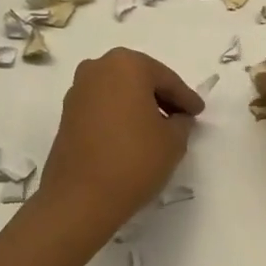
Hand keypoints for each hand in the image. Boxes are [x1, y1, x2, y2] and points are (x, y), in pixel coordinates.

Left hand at [38, 48, 202, 239]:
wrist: (78, 200)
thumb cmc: (133, 160)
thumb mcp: (174, 140)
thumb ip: (182, 121)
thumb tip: (177, 119)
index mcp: (127, 64)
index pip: (166, 79)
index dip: (186, 98)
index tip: (199, 112)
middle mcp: (98, 68)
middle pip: (140, 80)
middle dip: (160, 97)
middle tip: (180, 117)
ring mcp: (78, 91)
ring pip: (119, 93)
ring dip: (138, 107)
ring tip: (157, 130)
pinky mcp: (66, 115)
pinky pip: (102, 108)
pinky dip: (119, 117)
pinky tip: (132, 137)